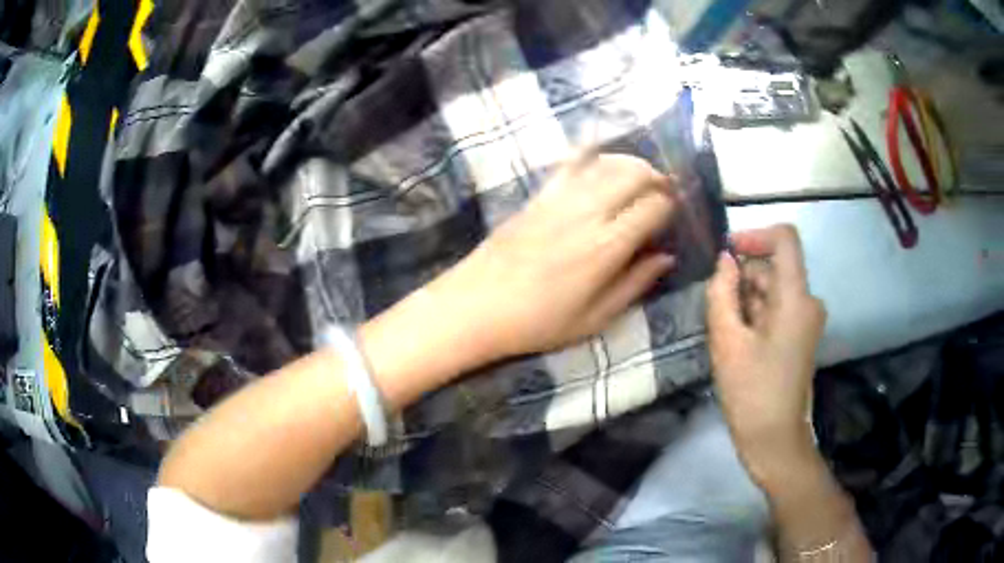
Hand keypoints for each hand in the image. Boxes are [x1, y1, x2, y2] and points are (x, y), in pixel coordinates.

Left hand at [431, 153, 677, 360]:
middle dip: (657, 178)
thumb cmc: (537, 322)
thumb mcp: (594, 318)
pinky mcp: (539, 194)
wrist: (476, 306)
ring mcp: (560, 198)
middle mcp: (588, 212)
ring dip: (630, 164)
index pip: (654, 207)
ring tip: (638, 179)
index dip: (670, 207)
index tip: (672, 216)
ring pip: (607, 161)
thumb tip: (666, 257)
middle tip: (662, 193)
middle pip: (635, 173)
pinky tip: (600, 155)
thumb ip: (634, 284)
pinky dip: (591, 152)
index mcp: (606, 247)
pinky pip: (570, 161)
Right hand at [705, 225, 826, 484]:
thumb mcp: (727, 342)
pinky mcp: (800, 334)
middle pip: (774, 266)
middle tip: (715, 308)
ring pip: (773, 288)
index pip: (785, 238)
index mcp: (796, 298)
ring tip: (725, 332)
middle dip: (743, 277)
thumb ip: (722, 293)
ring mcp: (806, 319)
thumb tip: (724, 261)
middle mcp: (808, 301)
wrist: (774, 440)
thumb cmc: (751, 393)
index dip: (754, 235)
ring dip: (745, 299)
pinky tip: (737, 341)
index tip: (726, 254)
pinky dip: (755, 314)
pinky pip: (776, 308)